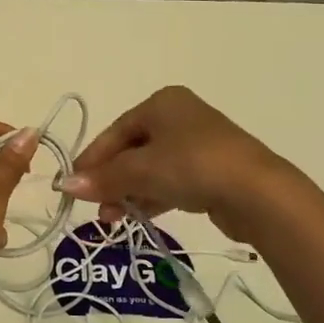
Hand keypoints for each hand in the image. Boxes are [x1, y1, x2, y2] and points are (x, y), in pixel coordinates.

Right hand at [63, 86, 291, 241]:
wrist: (258, 192)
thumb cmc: (193, 166)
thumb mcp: (141, 170)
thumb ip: (103, 178)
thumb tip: (65, 185)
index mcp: (162, 103)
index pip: (115, 131)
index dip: (92, 160)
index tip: (73, 186)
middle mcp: (179, 117)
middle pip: (132, 150)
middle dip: (111, 180)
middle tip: (96, 208)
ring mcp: (198, 144)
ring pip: (151, 168)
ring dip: (128, 192)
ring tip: (113, 218)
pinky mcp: (211, 171)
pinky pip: (171, 181)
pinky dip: (152, 196)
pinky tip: (139, 215)